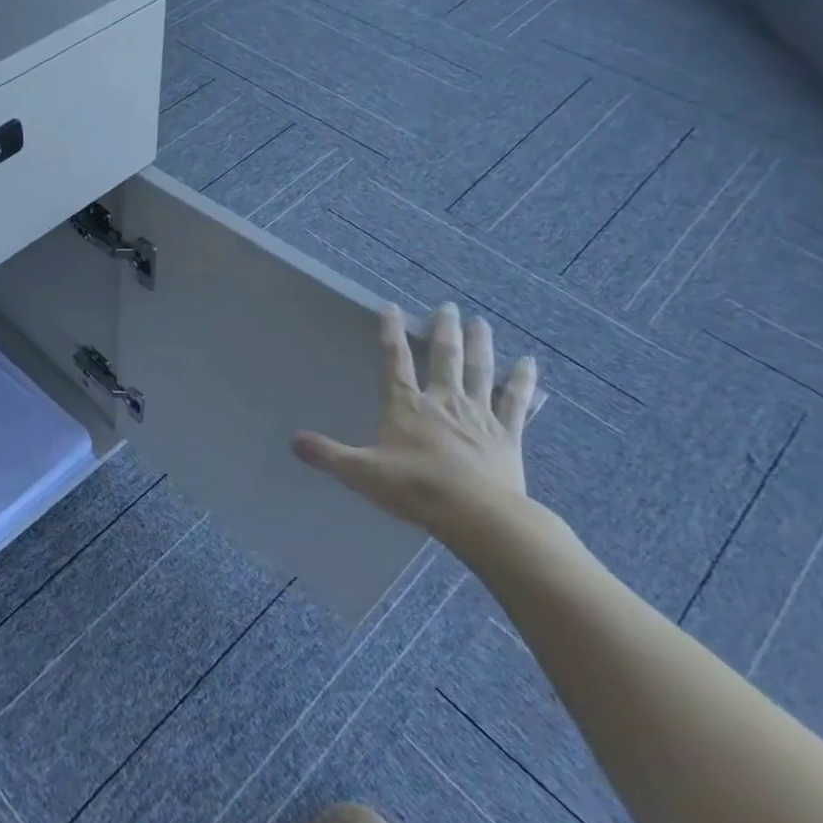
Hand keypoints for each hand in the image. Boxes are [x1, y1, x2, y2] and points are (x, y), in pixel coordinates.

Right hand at [293, 302, 539, 540]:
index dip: (390, 332)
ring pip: (480, 370)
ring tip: (481, 322)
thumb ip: (328, 454)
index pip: (394, 361)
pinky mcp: (507, 434)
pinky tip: (528, 364)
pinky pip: (515, 401)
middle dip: (444, 330)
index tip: (390, 307)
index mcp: (406, 406)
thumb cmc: (415, 489)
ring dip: (481, 343)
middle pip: (445, 356)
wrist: (477, 515)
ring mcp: (479, 415)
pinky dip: (522, 381)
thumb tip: (294, 440)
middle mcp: (443, 401)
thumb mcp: (361, 473)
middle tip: (448, 307)